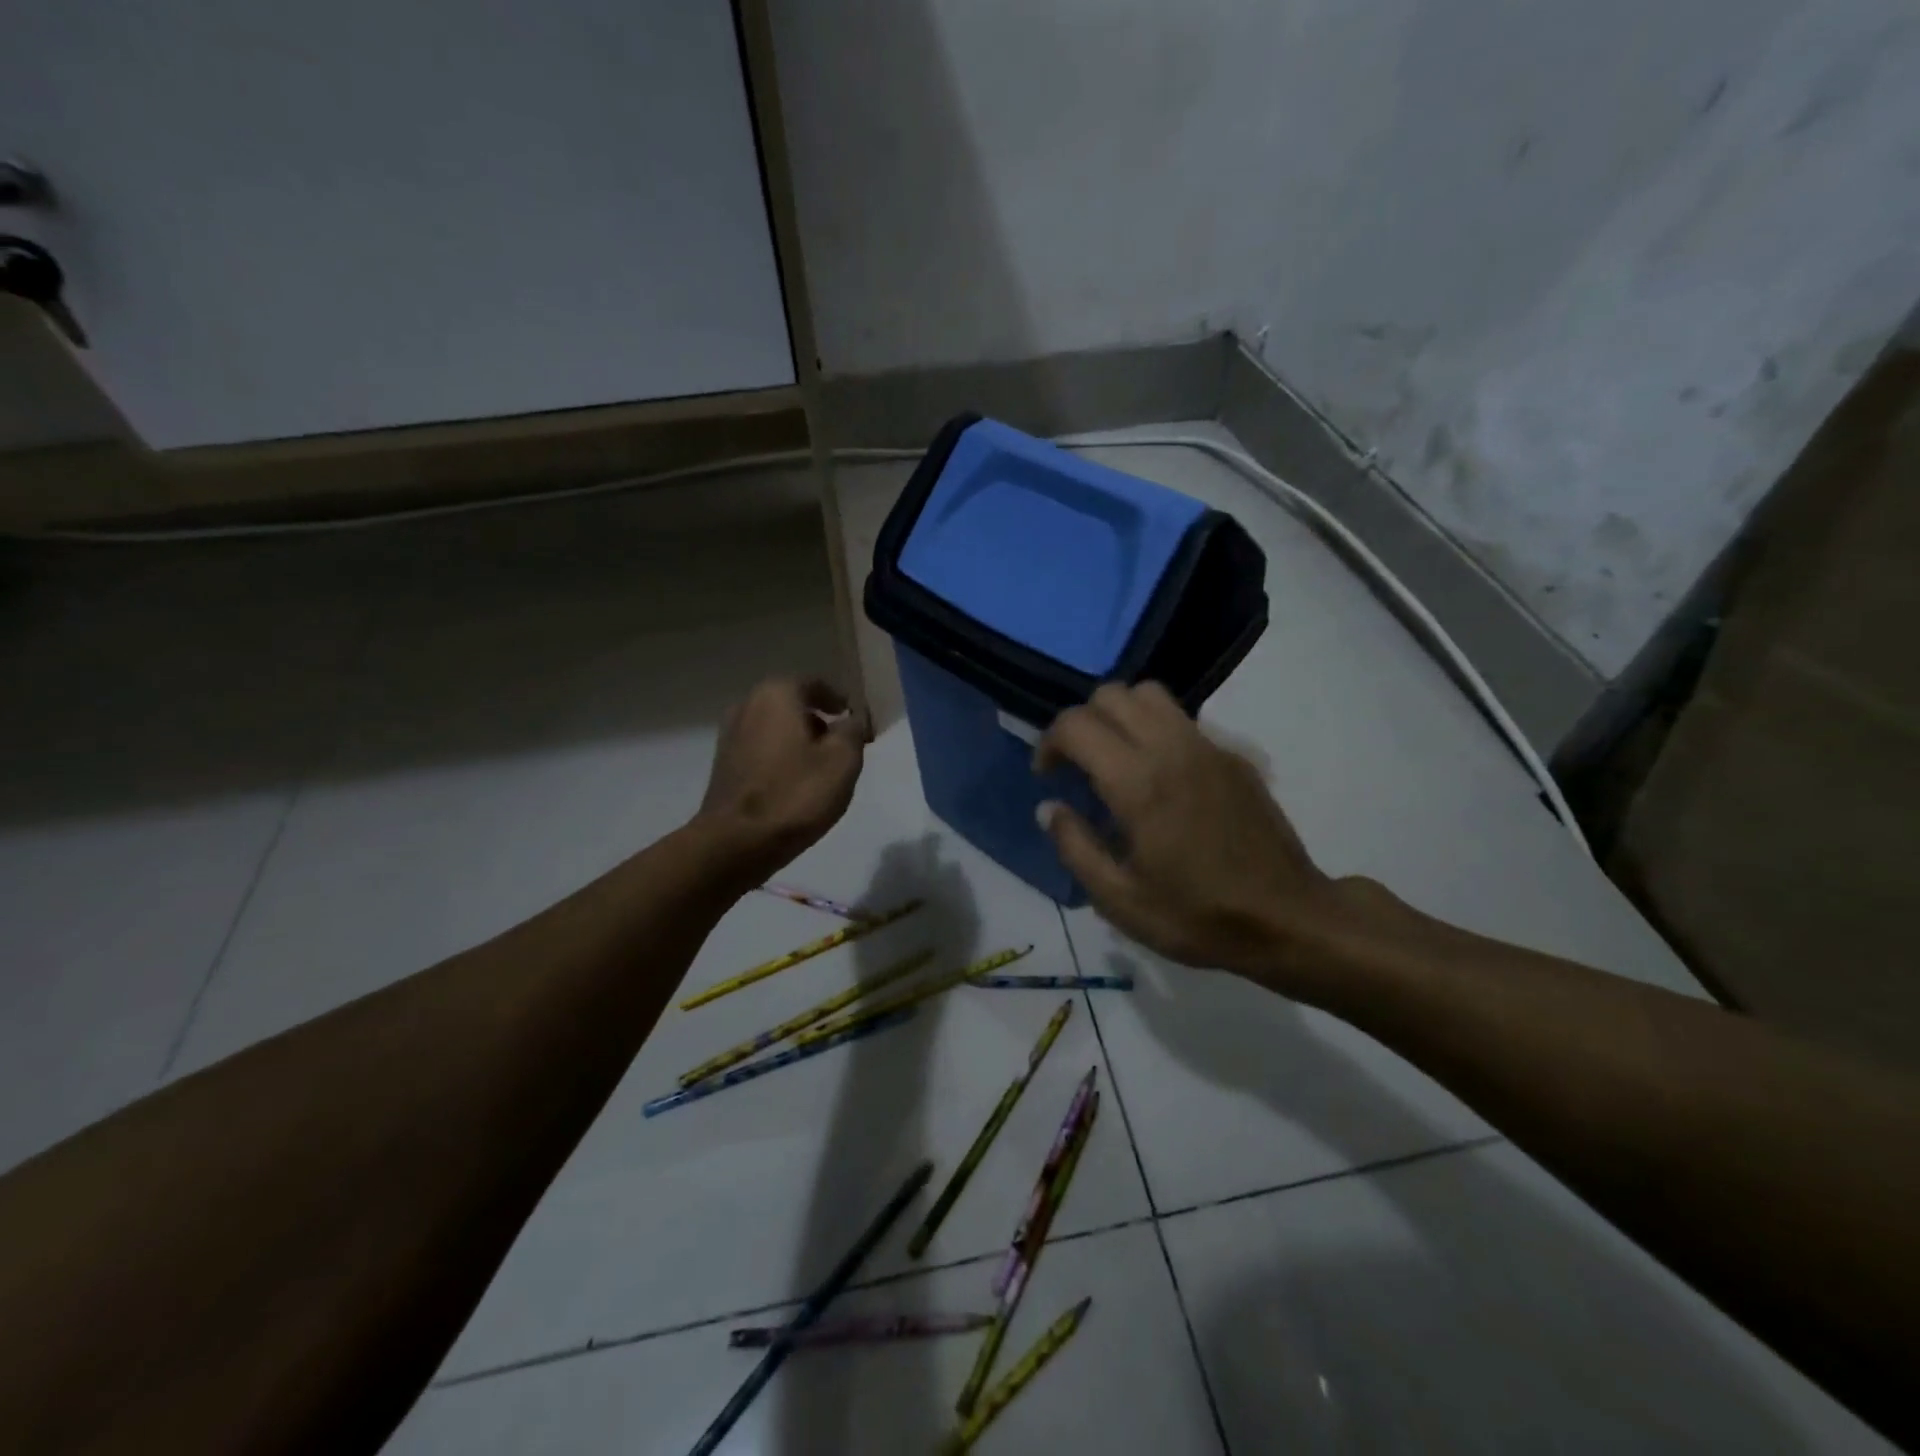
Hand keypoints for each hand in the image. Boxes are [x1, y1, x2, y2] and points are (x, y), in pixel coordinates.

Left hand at [697, 677, 867, 881]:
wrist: (737, 842)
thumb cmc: (795, 795)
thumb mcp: (842, 760)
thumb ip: (852, 730)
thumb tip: (851, 719)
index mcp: (777, 694)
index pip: (816, 684)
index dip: (841, 701)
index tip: (859, 723)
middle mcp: (748, 704)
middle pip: (793, 703)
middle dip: (820, 720)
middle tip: (845, 745)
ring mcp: (730, 734)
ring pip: (776, 727)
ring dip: (800, 740)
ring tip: (823, 767)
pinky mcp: (723, 764)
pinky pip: (762, 748)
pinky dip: (782, 756)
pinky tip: (796, 783)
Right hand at [1035, 682, 1352, 989]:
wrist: (1288, 919)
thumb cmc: (1198, 916)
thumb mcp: (1120, 900)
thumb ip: (1075, 847)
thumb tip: (1049, 807)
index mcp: (1138, 783)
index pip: (1076, 725)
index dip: (1049, 742)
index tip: (1047, 776)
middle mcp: (1171, 749)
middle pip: (1111, 695)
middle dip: (1081, 721)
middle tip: (1077, 764)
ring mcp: (1207, 747)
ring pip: (1150, 694)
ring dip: (1119, 715)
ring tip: (1115, 758)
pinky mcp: (1233, 756)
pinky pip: (1182, 720)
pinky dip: (1154, 729)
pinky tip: (1159, 778)